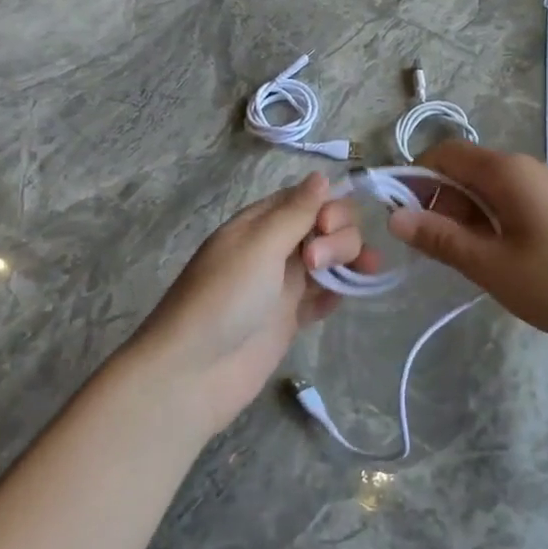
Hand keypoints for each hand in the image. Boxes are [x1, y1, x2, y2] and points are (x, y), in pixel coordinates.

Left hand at [129, 172, 373, 437]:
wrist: (194, 373)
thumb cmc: (223, 299)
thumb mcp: (258, 245)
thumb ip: (295, 212)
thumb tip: (323, 175)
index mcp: (261, 223)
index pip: (309, 198)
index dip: (329, 207)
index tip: (326, 227)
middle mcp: (275, 247)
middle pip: (326, 227)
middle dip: (338, 237)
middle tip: (316, 264)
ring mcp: (284, 284)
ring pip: (331, 259)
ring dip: (348, 261)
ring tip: (353, 280)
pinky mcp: (291, 318)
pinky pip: (324, 295)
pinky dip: (338, 293)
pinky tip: (339, 300)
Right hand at [388, 142, 547, 355]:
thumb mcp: (490, 265)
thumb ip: (440, 238)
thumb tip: (395, 217)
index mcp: (507, 171)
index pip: (446, 154)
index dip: (416, 178)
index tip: (402, 218)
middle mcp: (527, 168)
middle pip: (466, 170)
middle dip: (439, 201)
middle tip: (432, 248)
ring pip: (488, 189)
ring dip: (464, 215)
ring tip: (462, 259)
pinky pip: (511, 202)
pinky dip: (490, 222)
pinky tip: (494, 258)